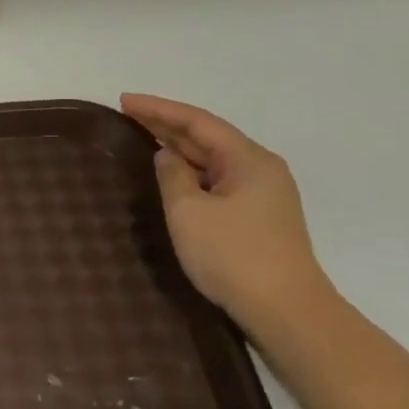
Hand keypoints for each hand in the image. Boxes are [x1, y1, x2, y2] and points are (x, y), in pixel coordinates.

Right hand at [121, 94, 335, 336]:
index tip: (124, 100)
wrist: (284, 308)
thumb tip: (167, 156)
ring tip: (142, 134)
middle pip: (208, 137)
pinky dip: (190, 169)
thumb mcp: (188, 211)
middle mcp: (260, 169)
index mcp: (248, 160)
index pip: (198, 123)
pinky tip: (171, 171)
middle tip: (127, 113)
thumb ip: (172, 176)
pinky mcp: (256, 215)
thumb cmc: (232, 254)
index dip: (159, 109)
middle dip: (167, 124)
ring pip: (213, 159)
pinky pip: (217, 179)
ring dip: (178, 146)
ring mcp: (261, 193)